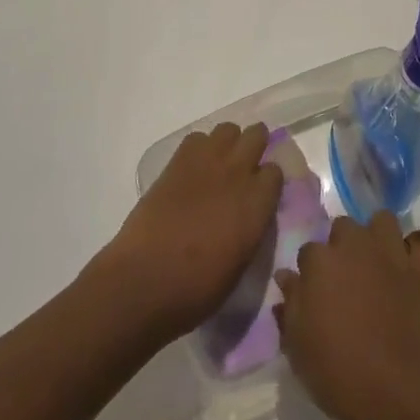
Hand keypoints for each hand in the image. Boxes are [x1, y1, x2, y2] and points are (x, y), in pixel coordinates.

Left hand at [93, 122, 282, 343]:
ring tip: (219, 165)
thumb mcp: (240, 264)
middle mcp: (237, 173)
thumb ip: (252, 228)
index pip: (275, 171)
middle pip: (256, 135)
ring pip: (228, 129)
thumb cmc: (196, 289)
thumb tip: (251, 214)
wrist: (144, 281)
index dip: (268, 181)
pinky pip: (197, 138)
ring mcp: (207, 162)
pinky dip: (199, 148)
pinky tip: (193, 169)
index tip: (261, 193)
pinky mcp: (178, 161)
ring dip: (228, 143)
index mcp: (257, 203)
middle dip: (254, 147)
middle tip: (244, 169)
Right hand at [274, 212, 419, 419]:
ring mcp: (389, 253)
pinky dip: (419, 248)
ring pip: (382, 221)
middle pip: (343, 227)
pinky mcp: (419, 268)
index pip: (307, 252)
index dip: (310, 273)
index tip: (313, 294)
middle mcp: (354, 245)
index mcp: (319, 262)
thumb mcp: (298, 348)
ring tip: (376, 262)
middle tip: (344, 279)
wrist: (397, 388)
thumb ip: (290, 307)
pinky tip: (412, 262)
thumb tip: (286, 278)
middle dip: (342, 245)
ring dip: (378, 236)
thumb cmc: (338, 371)